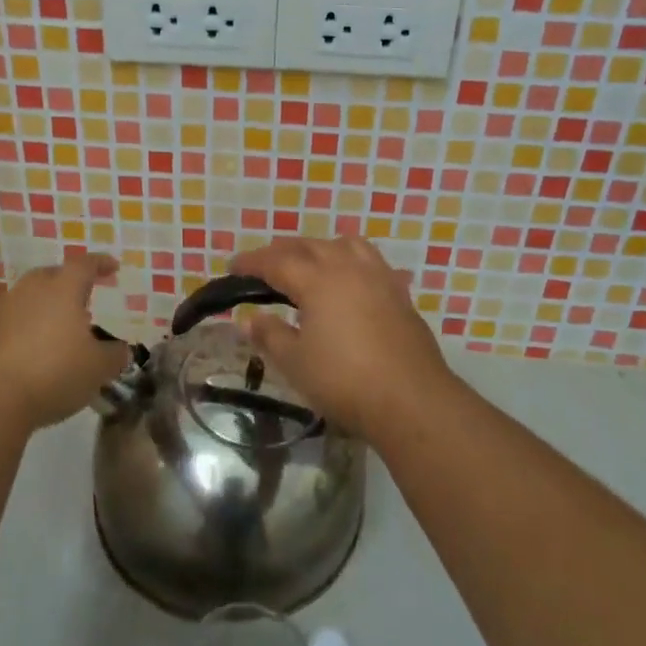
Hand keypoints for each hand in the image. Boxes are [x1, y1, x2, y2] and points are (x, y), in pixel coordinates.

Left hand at [0, 253, 132, 431]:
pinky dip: (30, 329)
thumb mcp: (98, 368)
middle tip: (84, 300)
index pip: (85, 265)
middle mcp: (32, 290)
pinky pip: (16, 321)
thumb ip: (114, 355)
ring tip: (62, 329)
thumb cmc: (54, 370)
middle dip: (70, 284)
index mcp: (63, 287)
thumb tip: (120, 350)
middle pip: (53, 276)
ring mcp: (5, 310)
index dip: (101, 264)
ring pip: (31, 298)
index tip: (113, 267)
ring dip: (48, 308)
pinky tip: (38, 352)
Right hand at [230, 236, 452, 441]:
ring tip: (309, 264)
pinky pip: (370, 261)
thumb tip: (248, 317)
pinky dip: (350, 261)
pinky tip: (350, 281)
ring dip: (320, 248)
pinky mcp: (400, 294)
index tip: (232, 266)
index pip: (276, 261)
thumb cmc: (345, 382)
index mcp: (318, 280)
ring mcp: (378, 277)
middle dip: (282, 251)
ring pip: (345, 245)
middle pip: (309, 246)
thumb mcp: (296, 363)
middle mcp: (348, 268)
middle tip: (263, 265)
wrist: (412, 400)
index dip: (251, 262)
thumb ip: (270, 335)